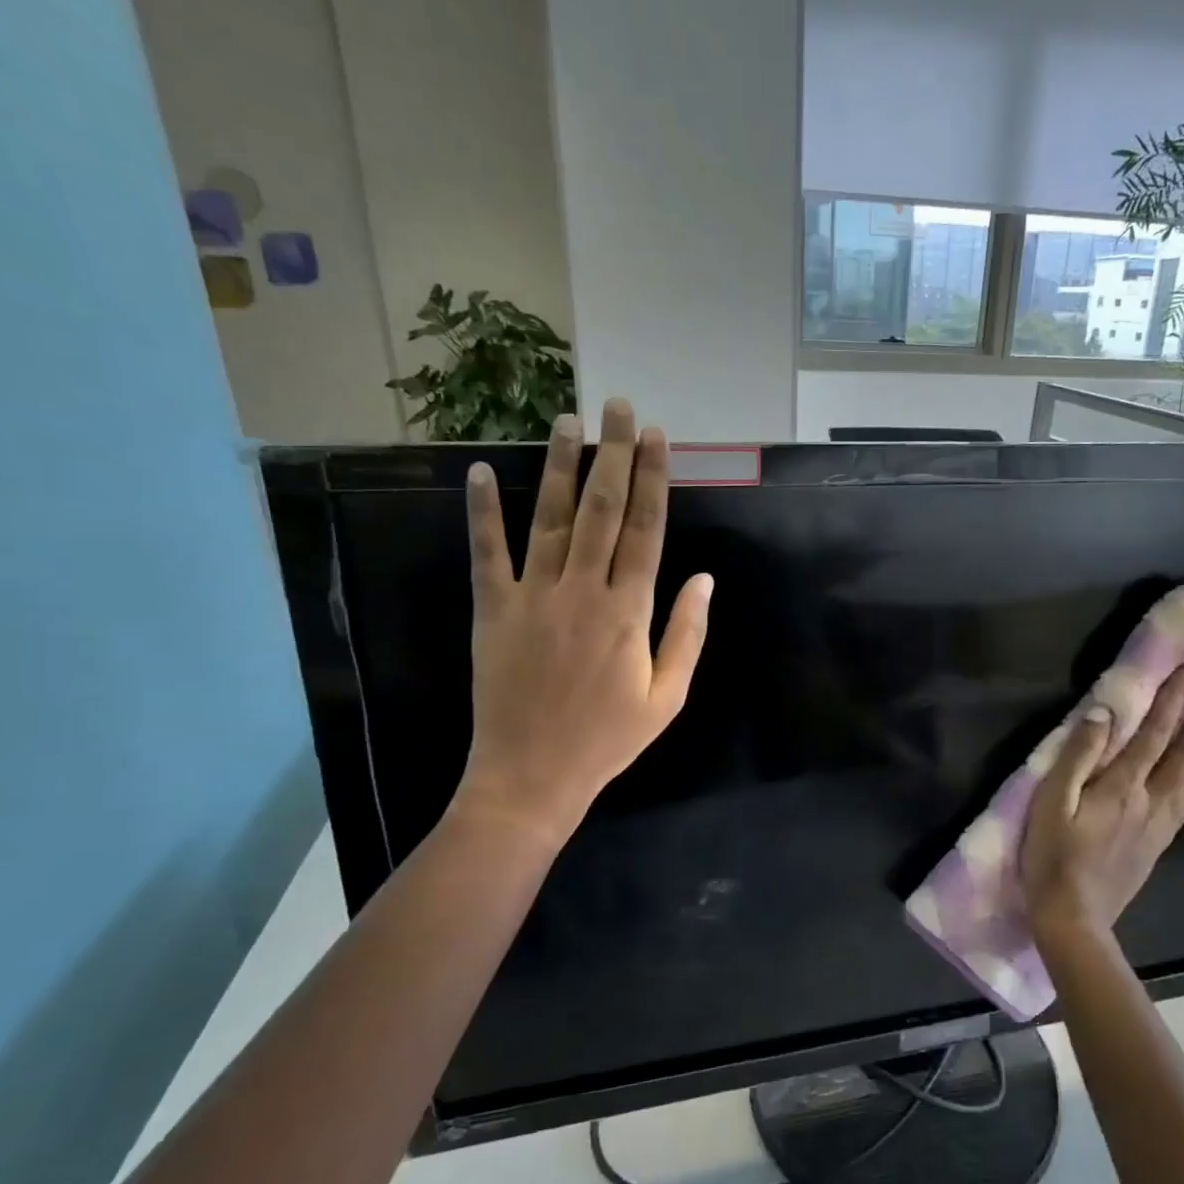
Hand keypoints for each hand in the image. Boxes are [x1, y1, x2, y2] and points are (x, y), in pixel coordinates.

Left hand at [449, 398, 712, 844]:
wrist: (532, 776)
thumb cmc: (608, 739)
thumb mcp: (668, 697)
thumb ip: (687, 634)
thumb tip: (703, 579)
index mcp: (629, 612)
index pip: (647, 531)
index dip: (655, 480)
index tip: (660, 438)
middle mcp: (582, 591)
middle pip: (603, 510)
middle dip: (614, 454)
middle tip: (619, 407)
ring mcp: (533, 596)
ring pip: (550, 518)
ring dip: (560, 467)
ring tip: (567, 421)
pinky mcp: (492, 609)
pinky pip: (487, 552)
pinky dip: (483, 511)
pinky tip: (480, 473)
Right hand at [1021, 665, 1183, 942]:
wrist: (1074, 916)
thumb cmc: (1053, 855)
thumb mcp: (1052, 802)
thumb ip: (1078, 756)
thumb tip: (1105, 714)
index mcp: (1122, 787)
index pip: (1153, 735)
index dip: (1172, 702)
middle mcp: (1150, 800)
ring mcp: (1159, 824)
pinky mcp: (1158, 844)